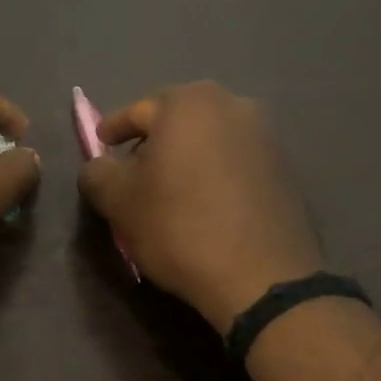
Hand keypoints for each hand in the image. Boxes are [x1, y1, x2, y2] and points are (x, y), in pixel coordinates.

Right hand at [77, 82, 324, 331]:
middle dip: (152, 142)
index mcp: (189, 103)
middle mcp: (233, 105)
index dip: (112, 130)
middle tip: (133, 171)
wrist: (262, 277)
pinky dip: (213, 174)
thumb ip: (96, 173)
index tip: (100, 146)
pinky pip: (235, 162)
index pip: (137, 111)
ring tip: (168, 190)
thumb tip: (98, 167)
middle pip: (177, 120)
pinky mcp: (285, 169)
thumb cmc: (179, 226)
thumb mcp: (118, 201)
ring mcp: (266, 136)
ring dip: (185, 158)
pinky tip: (203, 203)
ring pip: (208, 140)